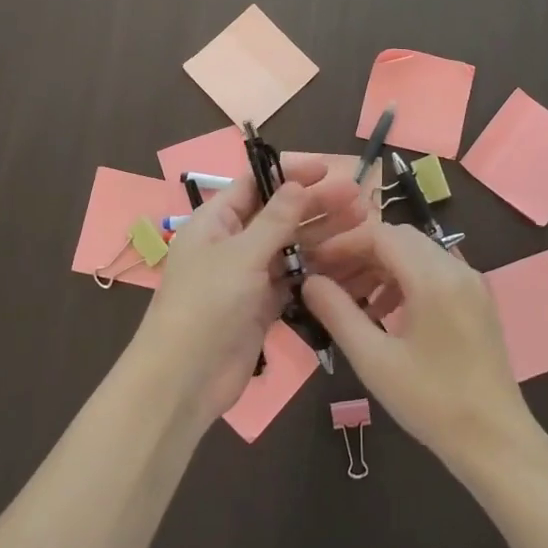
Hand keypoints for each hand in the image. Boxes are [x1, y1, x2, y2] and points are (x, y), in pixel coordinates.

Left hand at [129, 154, 367, 425]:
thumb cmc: (207, 304)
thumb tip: (297, 185)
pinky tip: (348, 259)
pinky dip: (318, 268)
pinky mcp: (262, 305)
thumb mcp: (241, 255)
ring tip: (362, 221)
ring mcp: (248, 275)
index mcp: (215, 222)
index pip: (255, 184)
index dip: (290, 173)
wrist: (186, 377)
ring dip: (323, 233)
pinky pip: (294, 278)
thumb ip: (274, 220)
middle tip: (357, 196)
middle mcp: (232, 243)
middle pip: (278, 214)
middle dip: (316, 203)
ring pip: (291, 246)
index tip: (327, 169)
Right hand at [302, 222, 541, 478]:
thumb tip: (310, 281)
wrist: (495, 441)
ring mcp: (472, 283)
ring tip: (351, 300)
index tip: (314, 264)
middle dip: (360, 253)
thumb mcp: (374, 359)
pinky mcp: (477, 301)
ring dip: (380, 267)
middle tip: (329, 281)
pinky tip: (384, 312)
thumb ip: (338, 312)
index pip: (380, 235)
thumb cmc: (431, 401)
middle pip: (399, 239)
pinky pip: (434, 272)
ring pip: (417, 254)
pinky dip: (404, 280)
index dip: (343, 244)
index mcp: (434, 278)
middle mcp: (457, 269)